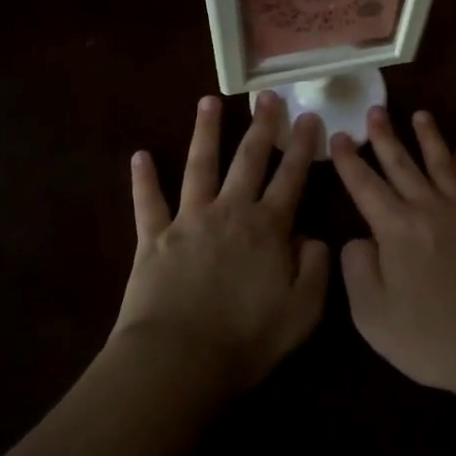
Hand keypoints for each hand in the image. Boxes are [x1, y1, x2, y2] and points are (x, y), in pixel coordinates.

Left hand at [116, 94, 328, 394]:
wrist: (177, 360)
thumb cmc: (246, 339)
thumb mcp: (303, 311)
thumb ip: (316, 269)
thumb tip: (313, 238)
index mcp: (268, 227)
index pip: (291, 176)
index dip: (302, 146)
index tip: (309, 117)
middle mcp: (230, 211)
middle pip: (249, 159)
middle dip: (261, 125)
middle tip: (267, 96)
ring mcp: (189, 220)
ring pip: (200, 166)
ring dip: (205, 132)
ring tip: (208, 100)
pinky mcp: (153, 238)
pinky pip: (148, 202)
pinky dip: (143, 179)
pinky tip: (140, 155)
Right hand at [330, 108, 455, 400]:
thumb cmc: (433, 338)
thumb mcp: (374, 315)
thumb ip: (357, 271)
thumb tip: (358, 239)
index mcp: (396, 229)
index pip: (365, 185)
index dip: (349, 160)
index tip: (339, 136)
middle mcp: (429, 209)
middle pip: (403, 164)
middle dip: (385, 136)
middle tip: (375, 110)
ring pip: (442, 164)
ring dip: (429, 138)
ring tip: (421, 115)